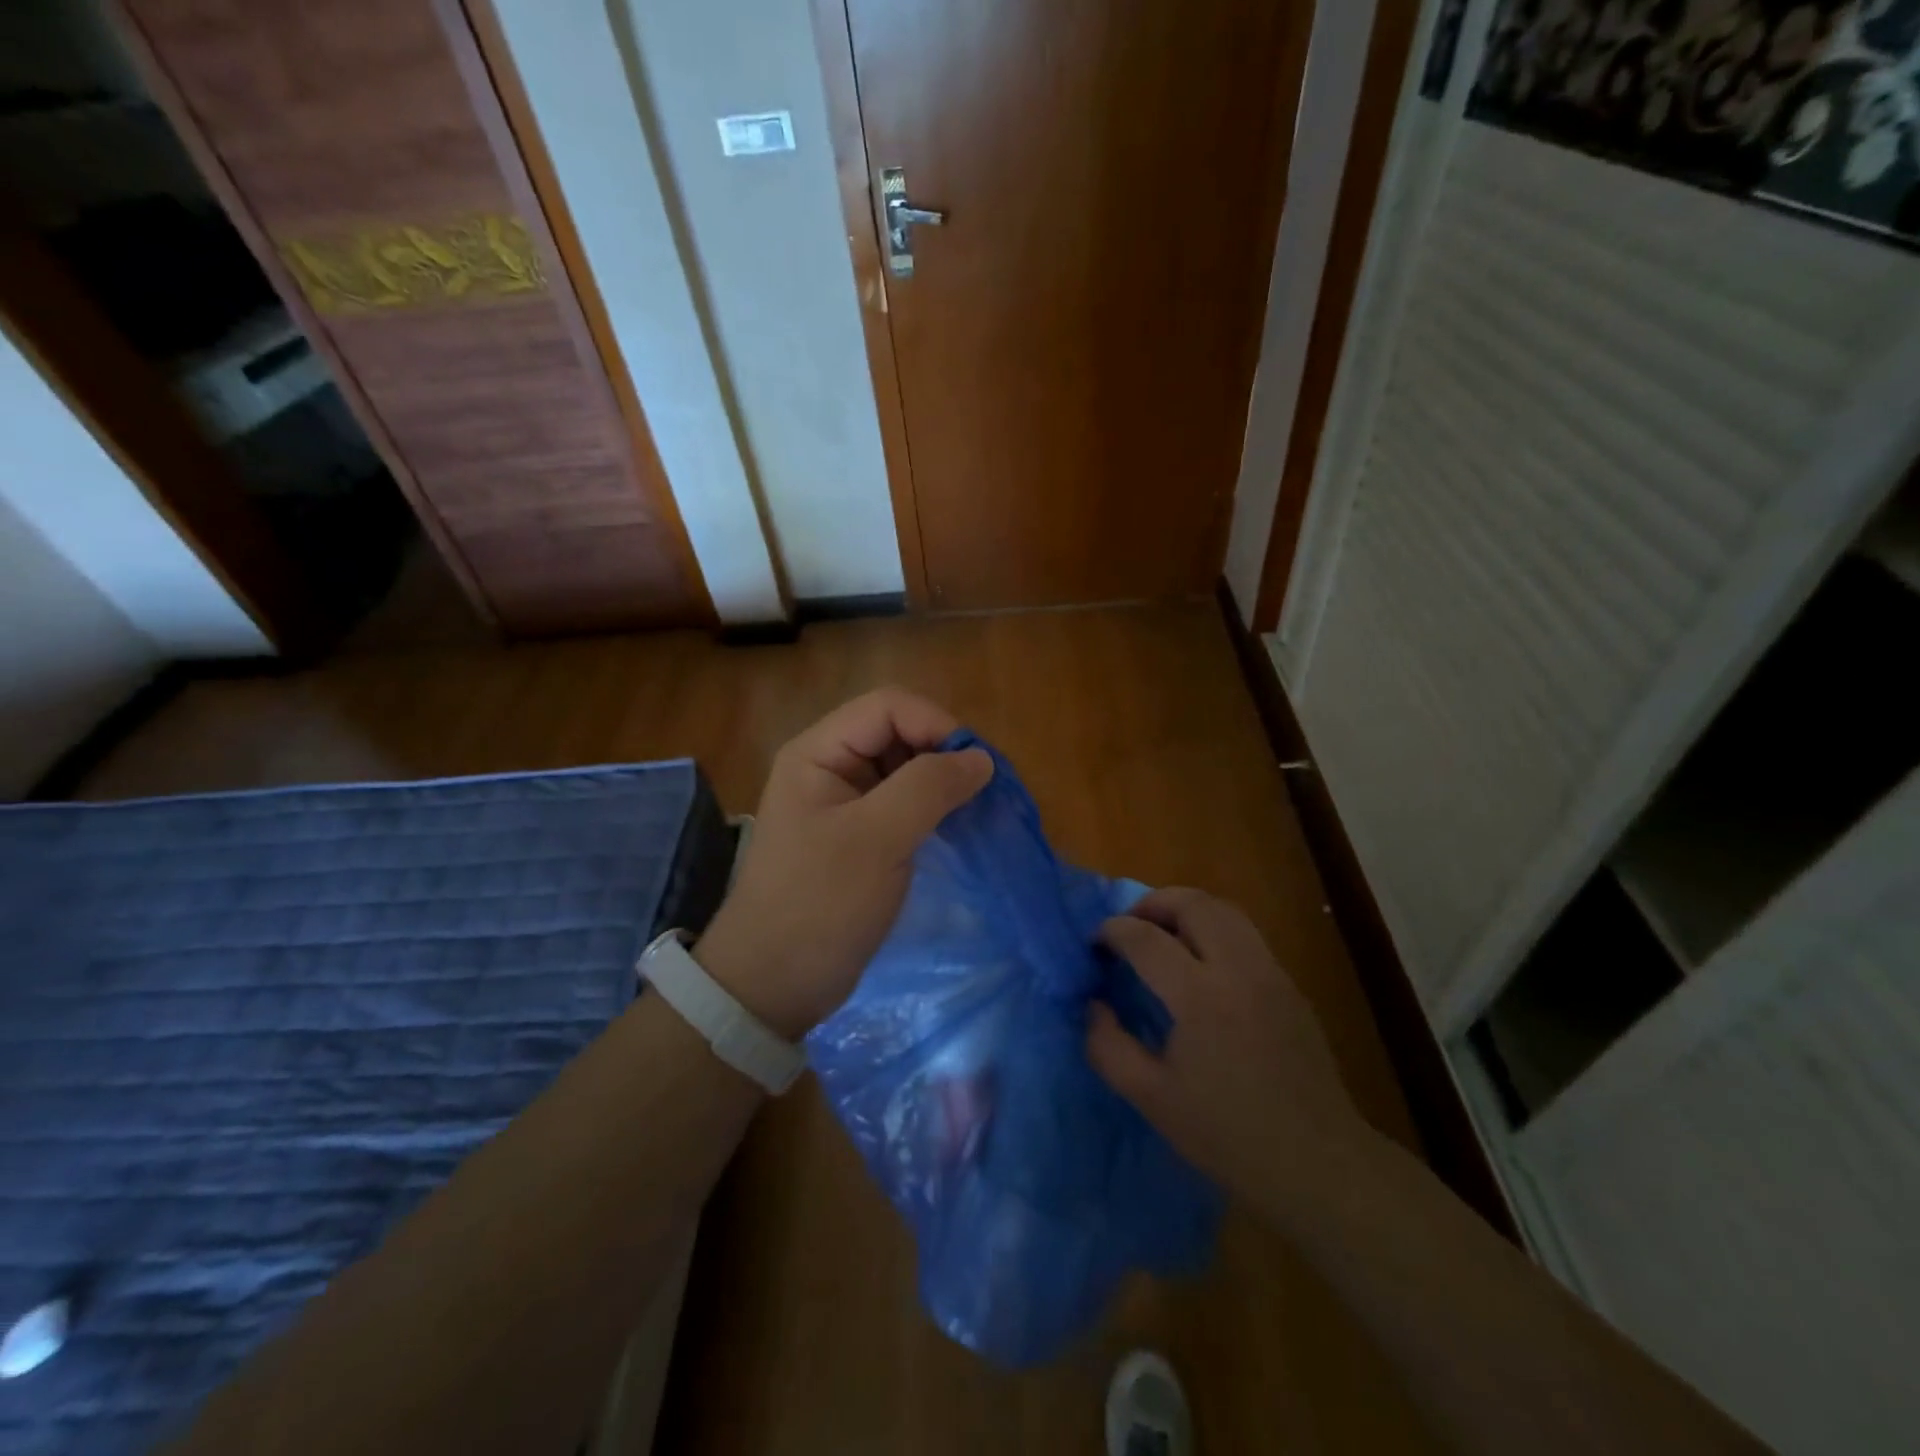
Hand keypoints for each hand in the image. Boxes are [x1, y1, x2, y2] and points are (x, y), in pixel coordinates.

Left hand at [693, 689, 993, 1040]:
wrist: (772, 986)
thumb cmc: (820, 905)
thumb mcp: (877, 840)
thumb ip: (929, 788)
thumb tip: (981, 759)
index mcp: (818, 753)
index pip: (888, 706)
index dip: (936, 725)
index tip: (975, 768)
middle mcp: (828, 767)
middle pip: (897, 732)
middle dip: (941, 754)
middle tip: (978, 793)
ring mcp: (842, 803)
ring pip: (903, 769)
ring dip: (940, 783)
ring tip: (972, 812)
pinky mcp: (857, 836)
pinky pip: (901, 804)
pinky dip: (931, 809)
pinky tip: (953, 830)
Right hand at [1087, 888, 1371, 1214]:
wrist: (1318, 1164)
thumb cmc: (1227, 1135)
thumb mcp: (1151, 1098)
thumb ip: (1108, 1046)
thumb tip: (1094, 1005)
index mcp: (1199, 997)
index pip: (1145, 938)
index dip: (1112, 931)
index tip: (1094, 943)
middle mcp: (1238, 969)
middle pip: (1193, 904)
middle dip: (1152, 903)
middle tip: (1129, 927)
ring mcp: (1270, 973)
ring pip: (1225, 910)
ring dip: (1186, 910)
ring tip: (1162, 935)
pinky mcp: (1290, 986)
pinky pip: (1245, 935)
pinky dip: (1214, 930)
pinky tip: (1201, 965)